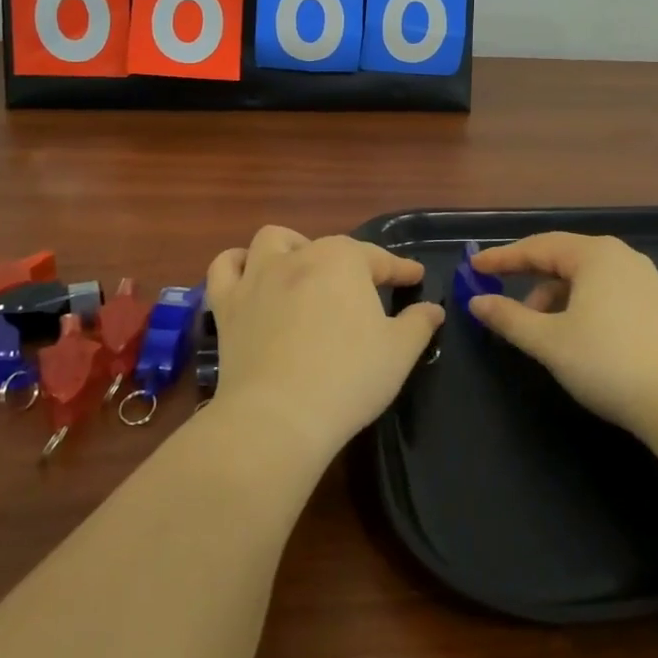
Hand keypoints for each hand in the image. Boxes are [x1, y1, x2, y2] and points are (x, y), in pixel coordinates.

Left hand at [205, 226, 443, 464]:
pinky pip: (225, 268)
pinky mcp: (228, 304)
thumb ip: (419, 323)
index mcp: (344, 260)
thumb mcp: (399, 352)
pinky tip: (249, 276)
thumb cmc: (348, 378)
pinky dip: (237, 264)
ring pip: (272, 241)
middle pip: (329, 247)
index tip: (415, 277)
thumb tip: (432, 308)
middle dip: (349, 263)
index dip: (400, 269)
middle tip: (362, 292)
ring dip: (290, 247)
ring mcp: (258, 277)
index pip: (379, 259)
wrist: (279, 416)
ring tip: (302, 268)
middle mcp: (299, 256)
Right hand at [468, 232, 657, 440]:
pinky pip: (608, 294)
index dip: (502, 258)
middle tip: (505, 306)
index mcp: (595, 254)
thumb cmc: (609, 363)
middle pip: (563, 259)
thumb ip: (509, 318)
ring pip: (587, 280)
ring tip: (542, 333)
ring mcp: (646, 281)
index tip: (473, 269)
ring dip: (556, 299)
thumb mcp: (549, 342)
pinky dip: (582, 308)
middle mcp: (622, 258)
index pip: (537, 246)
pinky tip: (578, 338)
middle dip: (531, 281)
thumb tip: (477, 302)